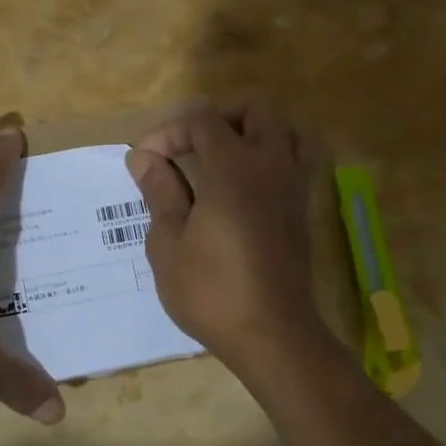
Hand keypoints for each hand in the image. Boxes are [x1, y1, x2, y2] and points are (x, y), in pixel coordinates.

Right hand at [125, 102, 330, 375]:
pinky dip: (270, 155)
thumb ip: (159, 191)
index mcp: (233, 169)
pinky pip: (295, 160)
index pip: (202, 121)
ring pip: (283, 130)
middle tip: (185, 147)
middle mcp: (270, 166)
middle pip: (253, 111)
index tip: (145, 162)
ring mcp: (292, 186)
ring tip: (218, 158)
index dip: (168, 132)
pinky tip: (243, 184)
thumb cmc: (211, 291)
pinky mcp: (302, 209)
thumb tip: (143, 157)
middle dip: (214, 118)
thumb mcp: (168, 242)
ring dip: (250, 132)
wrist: (271, 335)